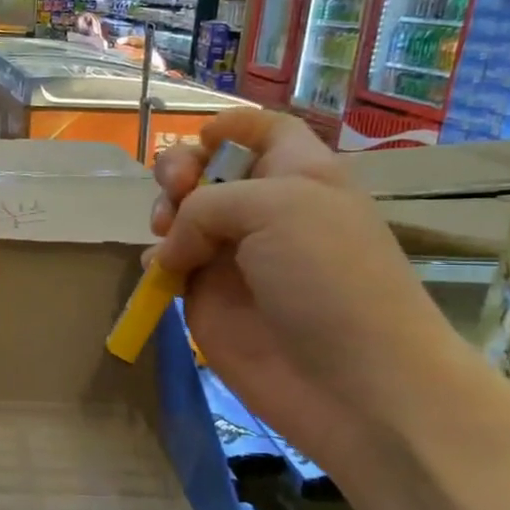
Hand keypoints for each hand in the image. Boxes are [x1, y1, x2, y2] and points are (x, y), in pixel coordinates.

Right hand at [152, 109, 477, 474]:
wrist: (352, 383)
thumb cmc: (329, 278)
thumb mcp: (276, 208)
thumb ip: (207, 204)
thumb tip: (173, 247)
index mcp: (299, 175)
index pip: (265, 132)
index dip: (233, 125)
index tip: (201, 137)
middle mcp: (265, 211)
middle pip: (209, 170)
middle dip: (181, 169)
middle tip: (175, 190)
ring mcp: (234, 257)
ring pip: (181, 217)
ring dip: (164, 213)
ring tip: (166, 234)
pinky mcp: (209, 299)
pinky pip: (170, 267)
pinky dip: (157, 262)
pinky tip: (162, 272)